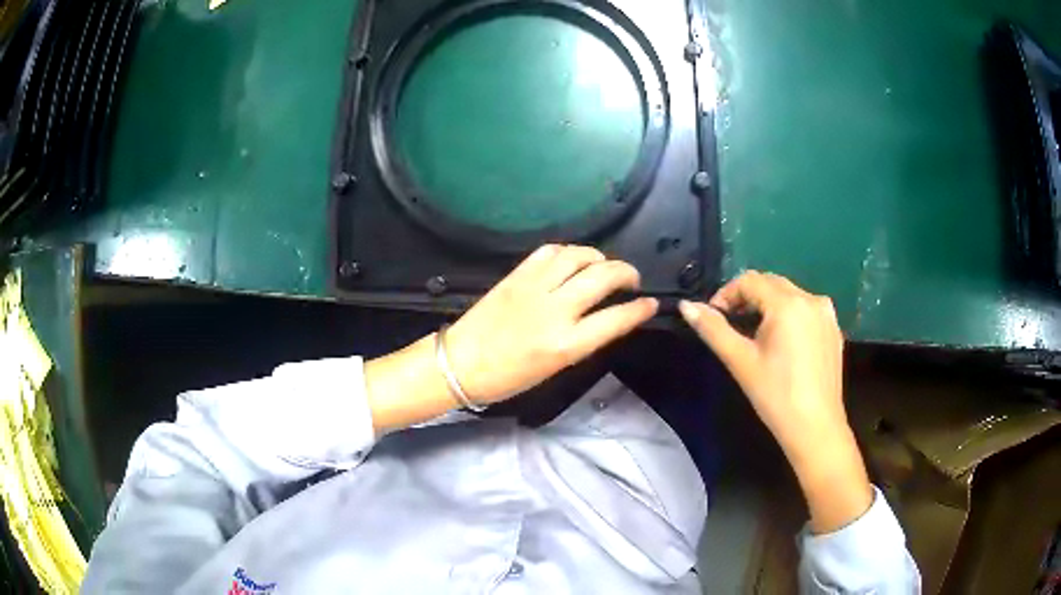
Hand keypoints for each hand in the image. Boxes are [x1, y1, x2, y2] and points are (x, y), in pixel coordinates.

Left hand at [365, 245, 656, 434]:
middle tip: (631, 279)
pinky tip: (572, 260)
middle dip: (626, 273)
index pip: (616, 319)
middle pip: (603, 277)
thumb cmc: (508, 378)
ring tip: (603, 266)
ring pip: (578, 256)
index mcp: (566, 344)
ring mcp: (534, 288)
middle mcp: (555, 311)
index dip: (640, 309)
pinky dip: (569, 251)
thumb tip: (607, 317)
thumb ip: (584, 340)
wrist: (460, 364)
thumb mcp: (555, 368)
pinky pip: (549, 251)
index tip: (651, 303)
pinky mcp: (516, 275)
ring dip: (599, 257)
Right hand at [679, 272, 871, 532]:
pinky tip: (782, 344)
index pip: (750, 280)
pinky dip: (789, 316)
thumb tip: (687, 306)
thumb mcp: (740, 361)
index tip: (714, 317)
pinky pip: (806, 310)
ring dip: (768, 305)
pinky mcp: (834, 329)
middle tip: (731, 324)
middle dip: (747, 297)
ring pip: (790, 295)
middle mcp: (811, 299)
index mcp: (788, 304)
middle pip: (771, 283)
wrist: (815, 427)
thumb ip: (713, 329)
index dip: (727, 294)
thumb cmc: (775, 396)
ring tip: (755, 335)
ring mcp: (827, 313)